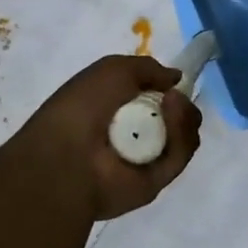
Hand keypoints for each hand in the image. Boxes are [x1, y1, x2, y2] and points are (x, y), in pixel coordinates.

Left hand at [15, 55, 201, 221]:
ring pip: (183, 135)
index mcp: (117, 112)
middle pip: (176, 118)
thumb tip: (176, 78)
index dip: (169, 89)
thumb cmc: (82, 107)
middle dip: (182, 104)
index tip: (174, 82)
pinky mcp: (157, 180)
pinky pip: (180, 155)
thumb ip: (148, 68)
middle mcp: (133, 136)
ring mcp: (146, 159)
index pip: (156, 101)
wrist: (65, 156)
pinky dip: (181, 134)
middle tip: (174, 96)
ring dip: (183, 115)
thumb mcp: (112, 69)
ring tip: (172, 103)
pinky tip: (172, 116)